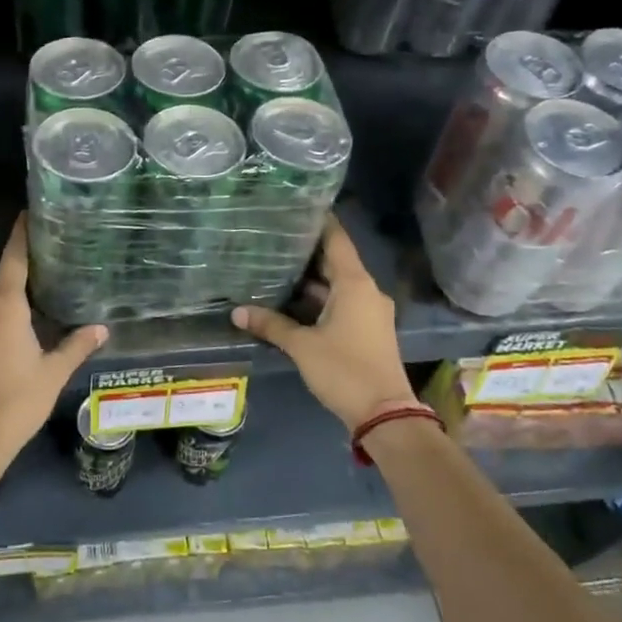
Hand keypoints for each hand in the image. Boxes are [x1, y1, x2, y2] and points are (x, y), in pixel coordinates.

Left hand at [0, 216, 107, 462]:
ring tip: (37, 298)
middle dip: (23, 268)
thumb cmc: (16, 402)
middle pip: (2, 278)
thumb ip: (77, 345)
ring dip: (10, 297)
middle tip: (49, 261)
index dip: (22, 234)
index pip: (14, 258)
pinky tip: (14, 332)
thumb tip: (102, 328)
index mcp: (4, 305)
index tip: (29, 213)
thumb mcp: (53, 373)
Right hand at [233, 215, 416, 432]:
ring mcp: (369, 311)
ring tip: (276, 265)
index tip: (295, 207)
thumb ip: (271, 325)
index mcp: (355, 283)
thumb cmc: (344, 370)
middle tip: (274, 237)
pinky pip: (341, 302)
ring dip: (311, 278)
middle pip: (335, 261)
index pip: (337, 239)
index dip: (318, 222)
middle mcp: (366, 290)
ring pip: (337, 284)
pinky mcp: (367, 329)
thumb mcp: (302, 346)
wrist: (385, 414)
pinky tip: (292, 299)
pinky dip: (319, 298)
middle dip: (306, 251)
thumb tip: (237, 312)